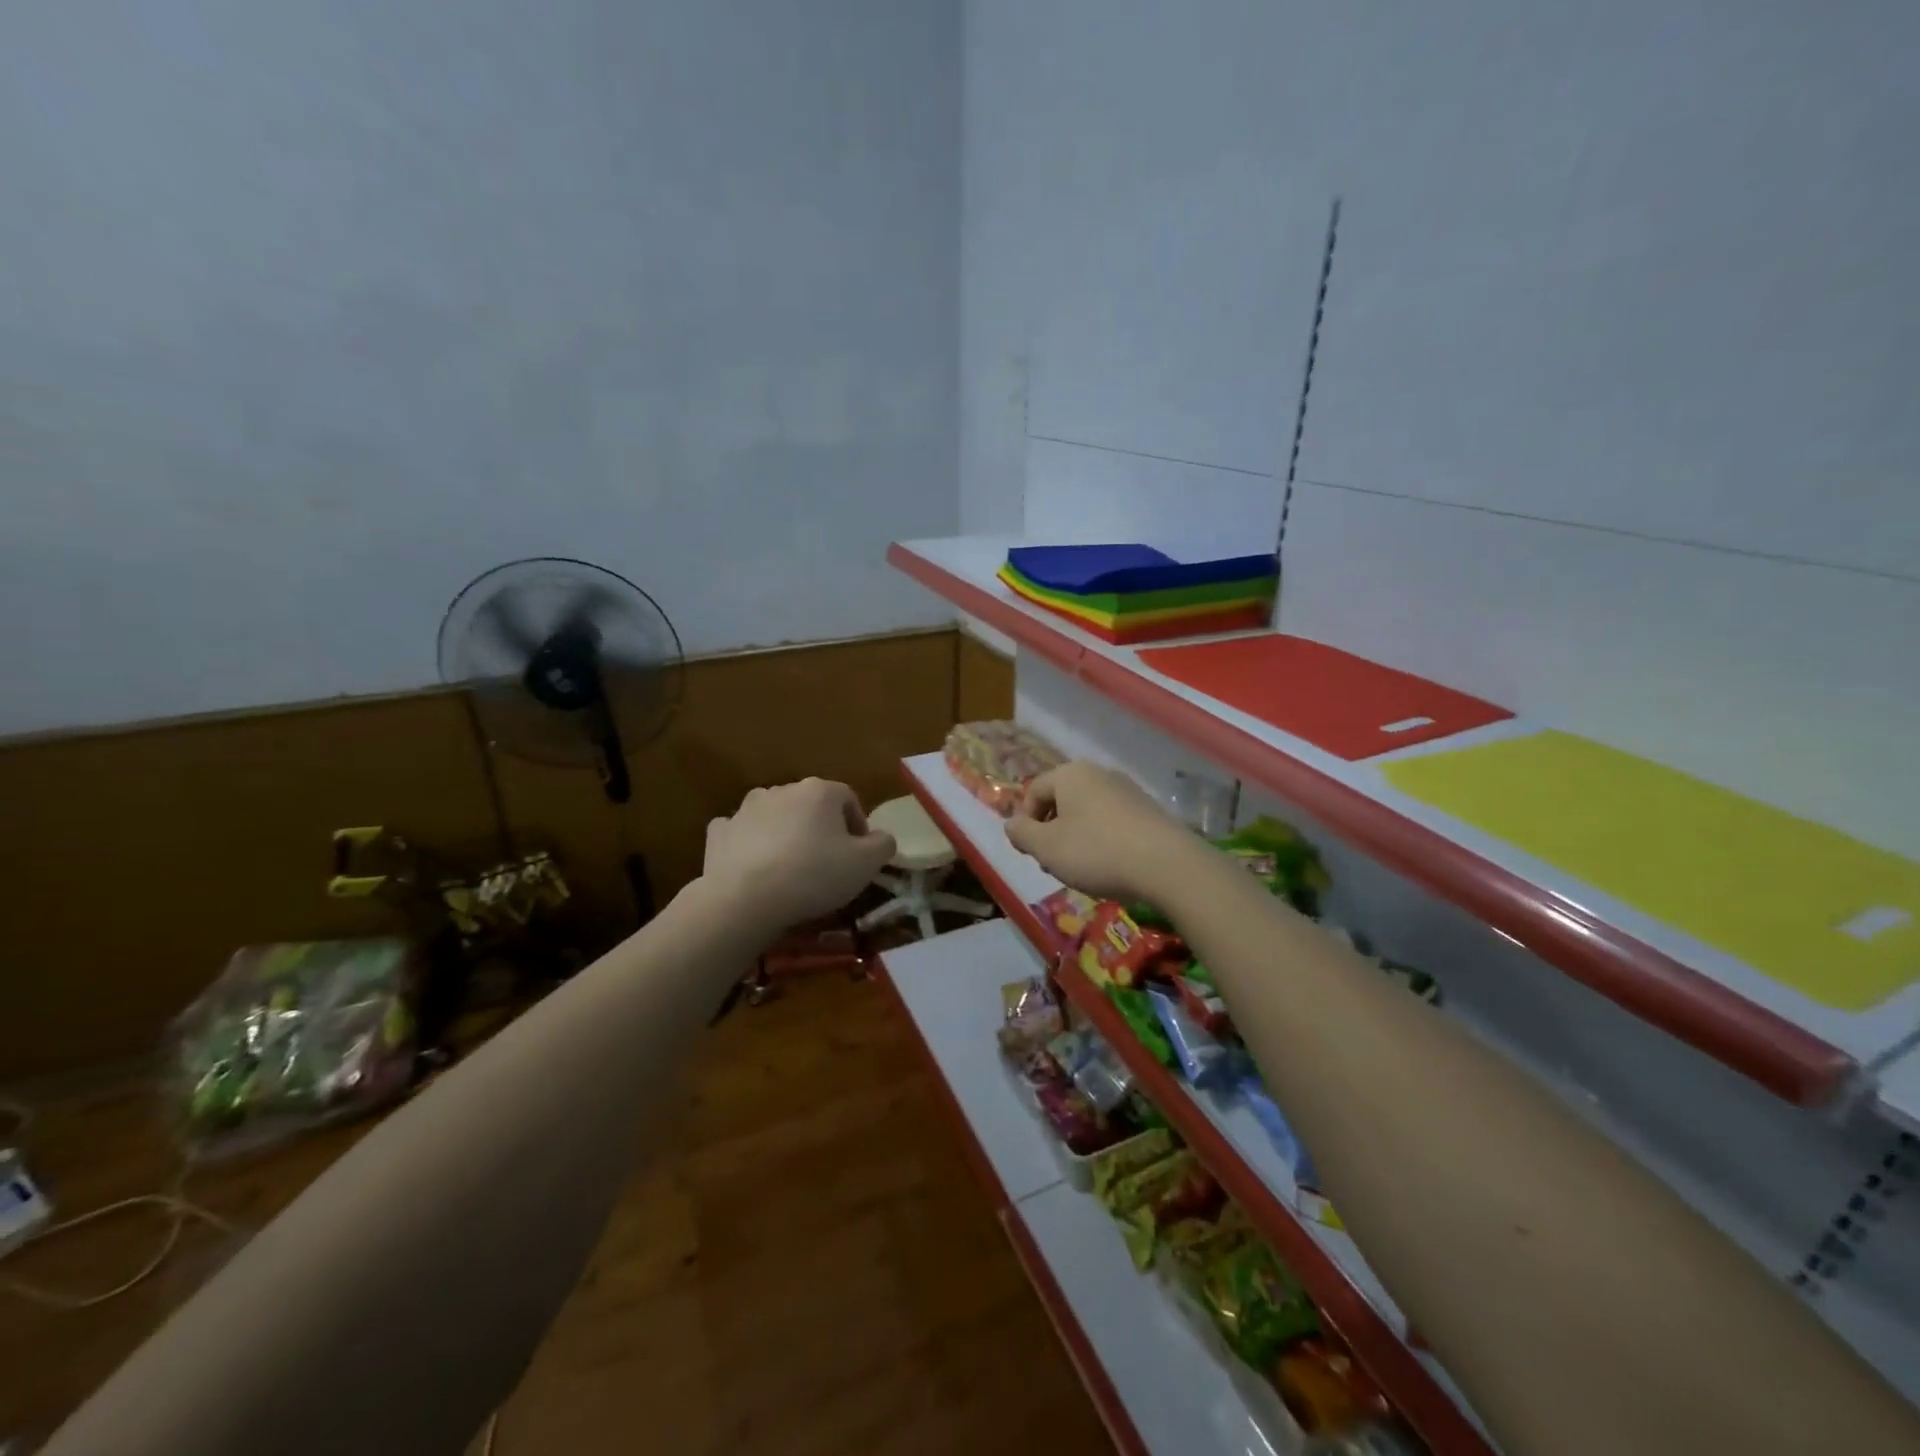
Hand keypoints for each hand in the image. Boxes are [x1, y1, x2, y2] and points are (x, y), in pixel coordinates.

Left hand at [703, 779, 896, 932]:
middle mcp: (783, 789)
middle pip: (811, 806)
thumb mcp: (866, 865)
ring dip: (785, 833)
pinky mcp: (720, 831)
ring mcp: (747, 808)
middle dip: (821, 829)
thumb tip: (882, 837)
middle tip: (826, 864)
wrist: (745, 898)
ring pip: (775, 815)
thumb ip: (883, 845)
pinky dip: (749, 844)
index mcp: (820, 791)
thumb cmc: (814, 875)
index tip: (858, 856)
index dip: (858, 827)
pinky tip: (754, 867)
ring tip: (790, 868)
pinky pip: (741, 832)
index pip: (849, 799)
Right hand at [1006, 761, 1188, 902]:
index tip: (1032, 852)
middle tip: (1055, 863)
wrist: (1166, 865)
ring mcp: (1127, 790)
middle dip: (1052, 831)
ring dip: (1076, 838)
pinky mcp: (1148, 809)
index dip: (1026, 822)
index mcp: (1070, 774)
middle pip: (1061, 800)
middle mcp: (1099, 773)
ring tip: (1083, 869)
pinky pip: (1112, 821)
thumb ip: (1022, 833)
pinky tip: (1110, 866)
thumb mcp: (1047, 847)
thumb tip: (1012, 824)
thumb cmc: (1096, 852)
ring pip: (1087, 812)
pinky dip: (1103, 840)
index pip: (1033, 791)